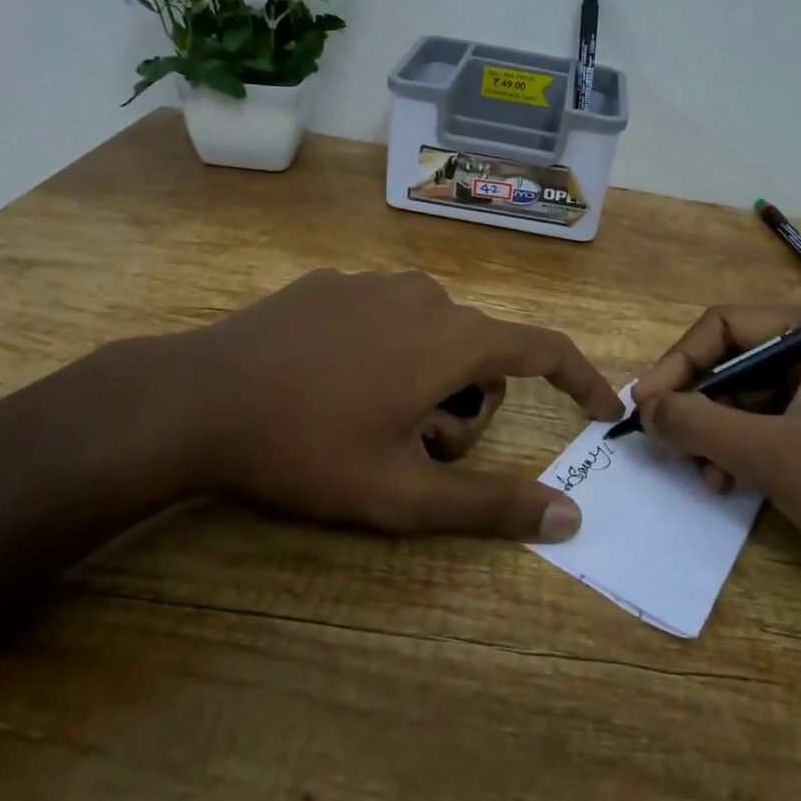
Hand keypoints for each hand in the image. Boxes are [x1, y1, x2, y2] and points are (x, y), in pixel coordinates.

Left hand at [126, 270, 623, 541]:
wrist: (196, 398)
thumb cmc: (308, 448)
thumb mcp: (402, 493)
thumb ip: (491, 506)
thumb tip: (570, 517)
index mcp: (452, 338)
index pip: (544, 349)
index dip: (581, 379)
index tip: (603, 409)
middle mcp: (425, 295)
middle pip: (481, 355)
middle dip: (464, 407)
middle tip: (412, 450)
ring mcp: (375, 283)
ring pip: (435, 335)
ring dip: (425, 381)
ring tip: (368, 420)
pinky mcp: (333, 283)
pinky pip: (388, 318)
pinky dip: (385, 353)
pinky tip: (331, 383)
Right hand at [629, 306, 800, 586]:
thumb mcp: (774, 456)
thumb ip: (700, 425)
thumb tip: (644, 407)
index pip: (726, 324)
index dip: (679, 362)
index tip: (644, 406)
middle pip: (736, 361)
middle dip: (699, 405)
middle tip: (669, 447)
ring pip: (750, 398)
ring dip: (718, 434)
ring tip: (706, 478)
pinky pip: (773, 426)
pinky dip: (744, 451)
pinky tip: (731, 484)